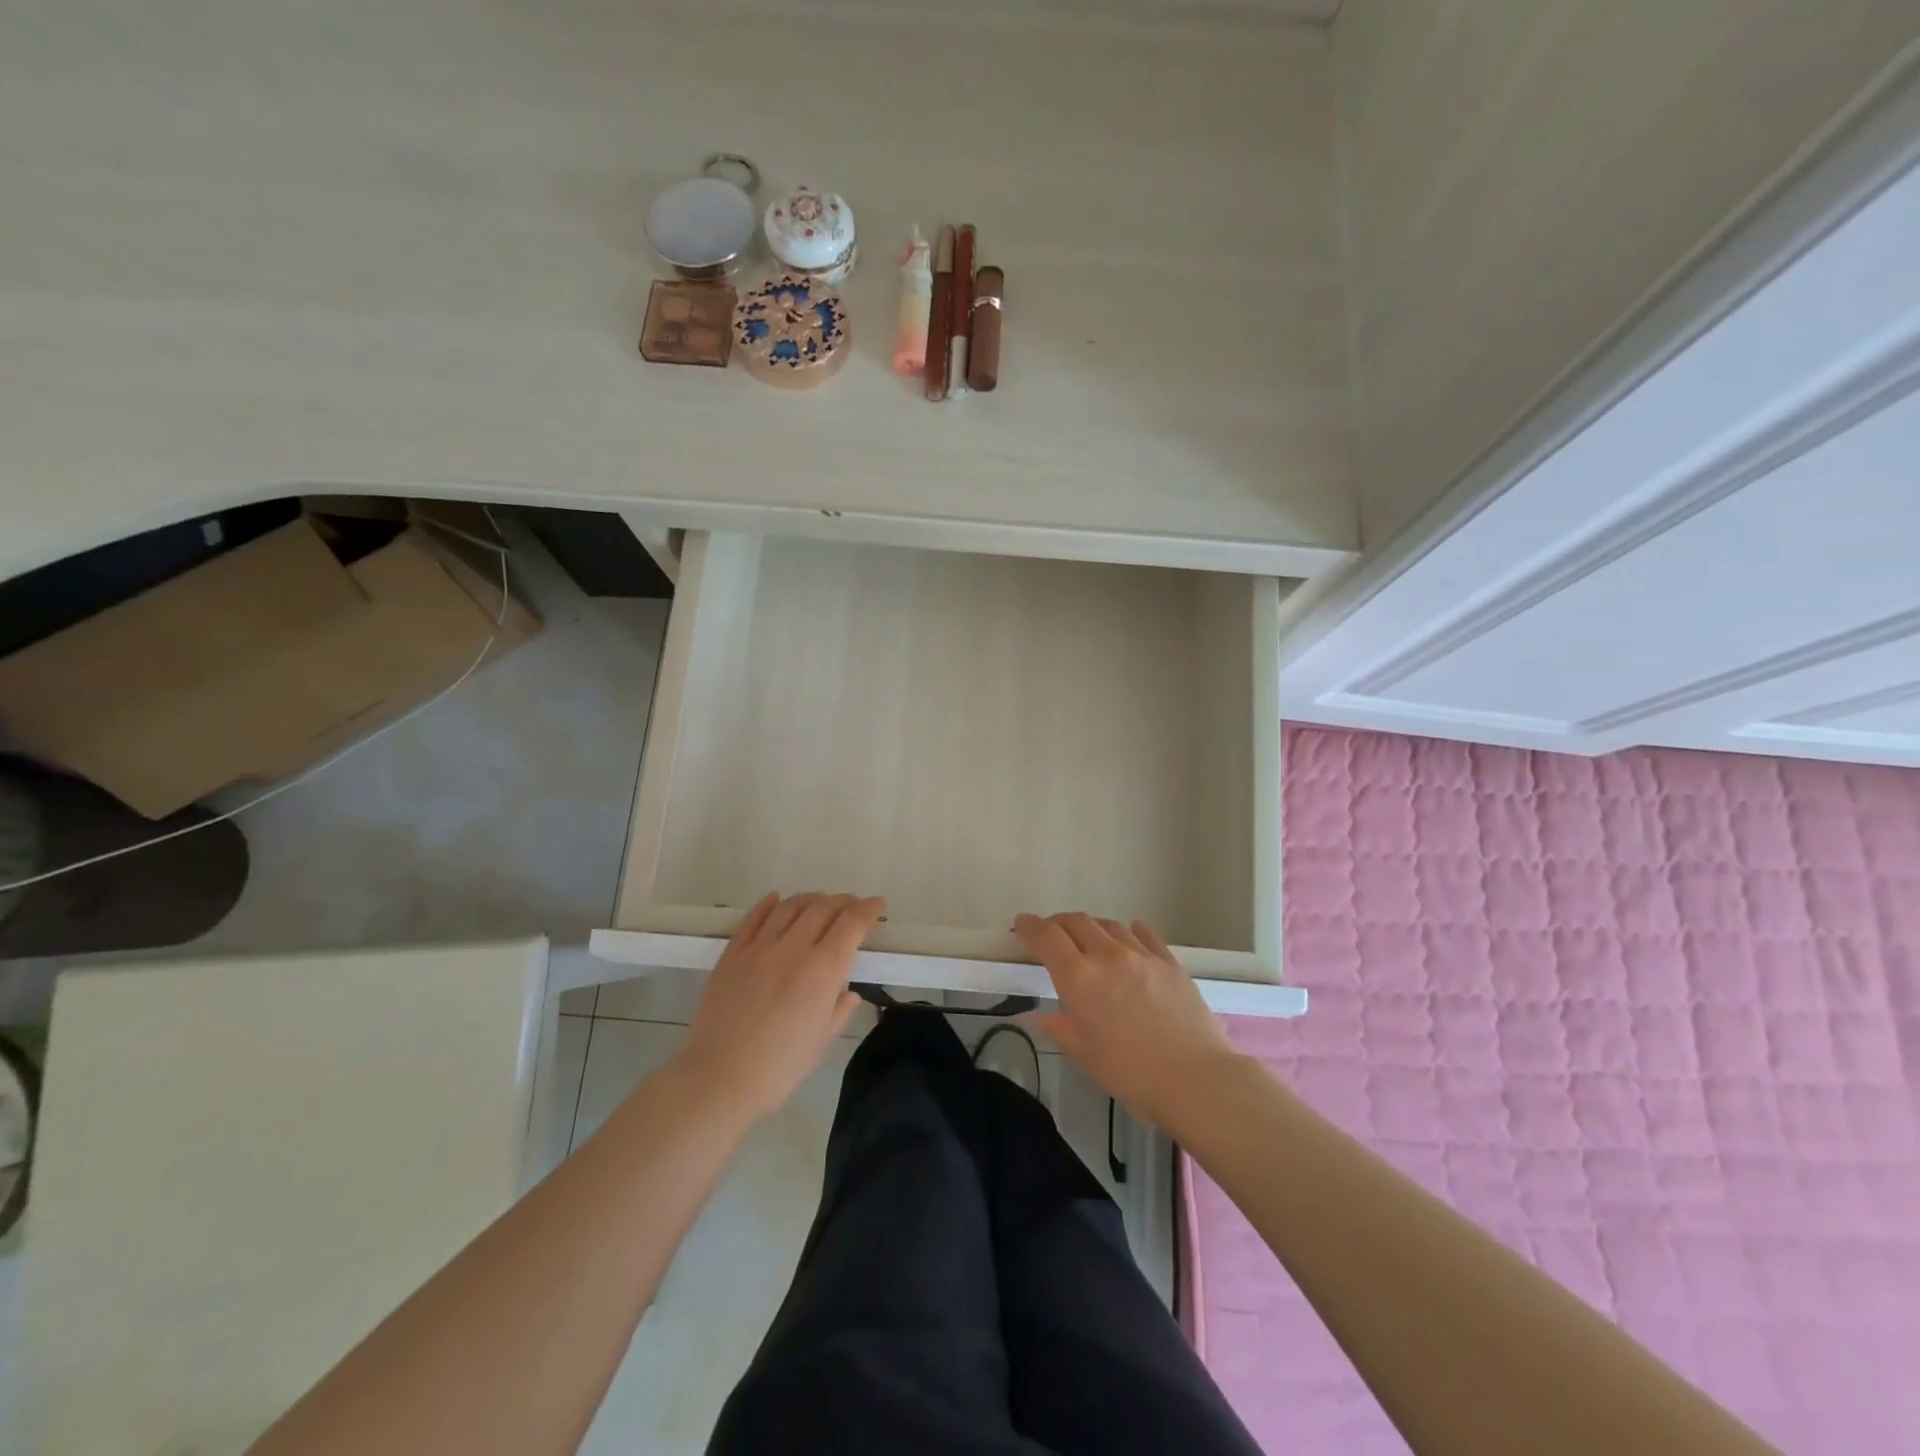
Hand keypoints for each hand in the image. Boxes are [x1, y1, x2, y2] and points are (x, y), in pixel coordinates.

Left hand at [673, 892, 884, 1119]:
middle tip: (852, 906)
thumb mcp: (821, 1042)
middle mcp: (793, 948)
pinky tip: (775, 899)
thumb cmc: (778, 1068)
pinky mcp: (731, 955)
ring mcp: (759, 948)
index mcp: (822, 970)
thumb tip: (848, 994)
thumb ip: (838, 1011)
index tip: (878, 905)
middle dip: (843, 902)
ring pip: (789, 907)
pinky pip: (753, 919)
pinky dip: (768, 905)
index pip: (851, 924)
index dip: (868, 910)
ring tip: (820, 901)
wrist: (718, 1079)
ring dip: (810, 898)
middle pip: (822, 908)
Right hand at [1016, 912, 1239, 1126]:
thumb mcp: (1085, 1055)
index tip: (1021, 925)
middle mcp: (1107, 955)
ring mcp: (1142, 954)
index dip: (1030, 927)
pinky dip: (1130, 931)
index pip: (1047, 937)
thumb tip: (1044, 1016)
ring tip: (1088, 938)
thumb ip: (1062, 1028)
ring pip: (1109, 925)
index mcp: (1079, 978)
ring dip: (1091, 927)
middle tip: (1051, 934)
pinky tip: (1129, 933)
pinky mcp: (1170, 962)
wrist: (1196, 1079)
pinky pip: (1145, 935)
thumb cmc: (1131, 1074)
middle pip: (1076, 922)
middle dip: (1058, 924)